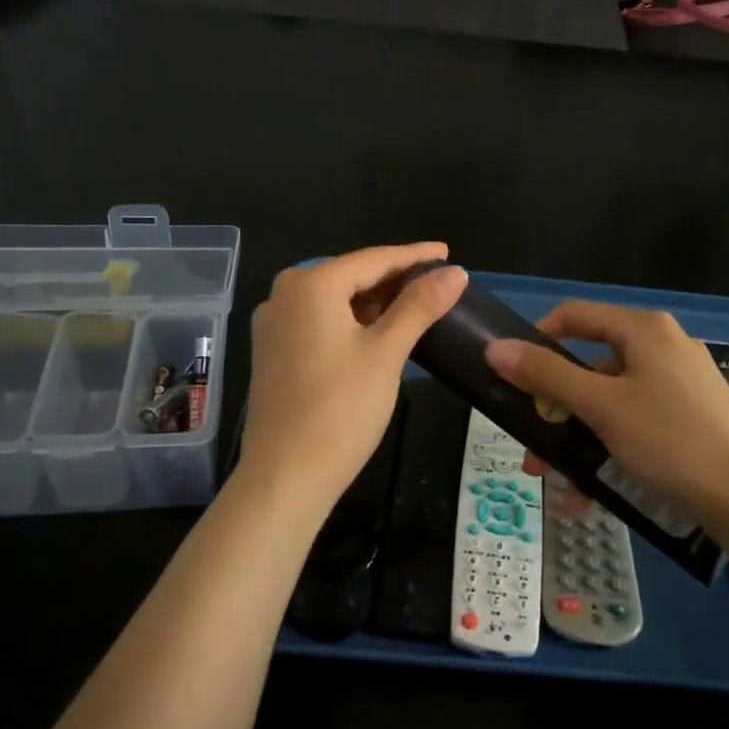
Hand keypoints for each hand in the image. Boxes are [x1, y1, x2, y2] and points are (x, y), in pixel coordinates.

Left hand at [236, 244, 466, 511]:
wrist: (285, 476)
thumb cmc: (340, 409)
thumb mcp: (386, 353)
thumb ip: (419, 306)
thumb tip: (454, 272)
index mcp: (310, 285)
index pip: (373, 259)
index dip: (414, 256)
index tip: (447, 252)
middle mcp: (284, 295)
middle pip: (350, 276)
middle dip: (394, 279)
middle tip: (437, 282)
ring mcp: (274, 325)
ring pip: (334, 301)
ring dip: (374, 302)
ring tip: (416, 305)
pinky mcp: (274, 353)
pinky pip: (320, 322)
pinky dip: (351, 322)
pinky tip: (378, 332)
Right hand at [483, 301, 728, 528]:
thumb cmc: (669, 439)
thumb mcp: (601, 406)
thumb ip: (547, 375)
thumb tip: (495, 348)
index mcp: (644, 330)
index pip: (575, 315)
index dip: (537, 338)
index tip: (514, 376)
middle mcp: (663, 346)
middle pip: (590, 366)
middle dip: (554, 409)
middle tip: (533, 447)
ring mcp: (680, 382)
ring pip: (610, 401)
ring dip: (577, 439)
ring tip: (559, 482)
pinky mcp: (691, 416)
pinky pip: (635, 422)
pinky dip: (609, 448)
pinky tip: (592, 493)